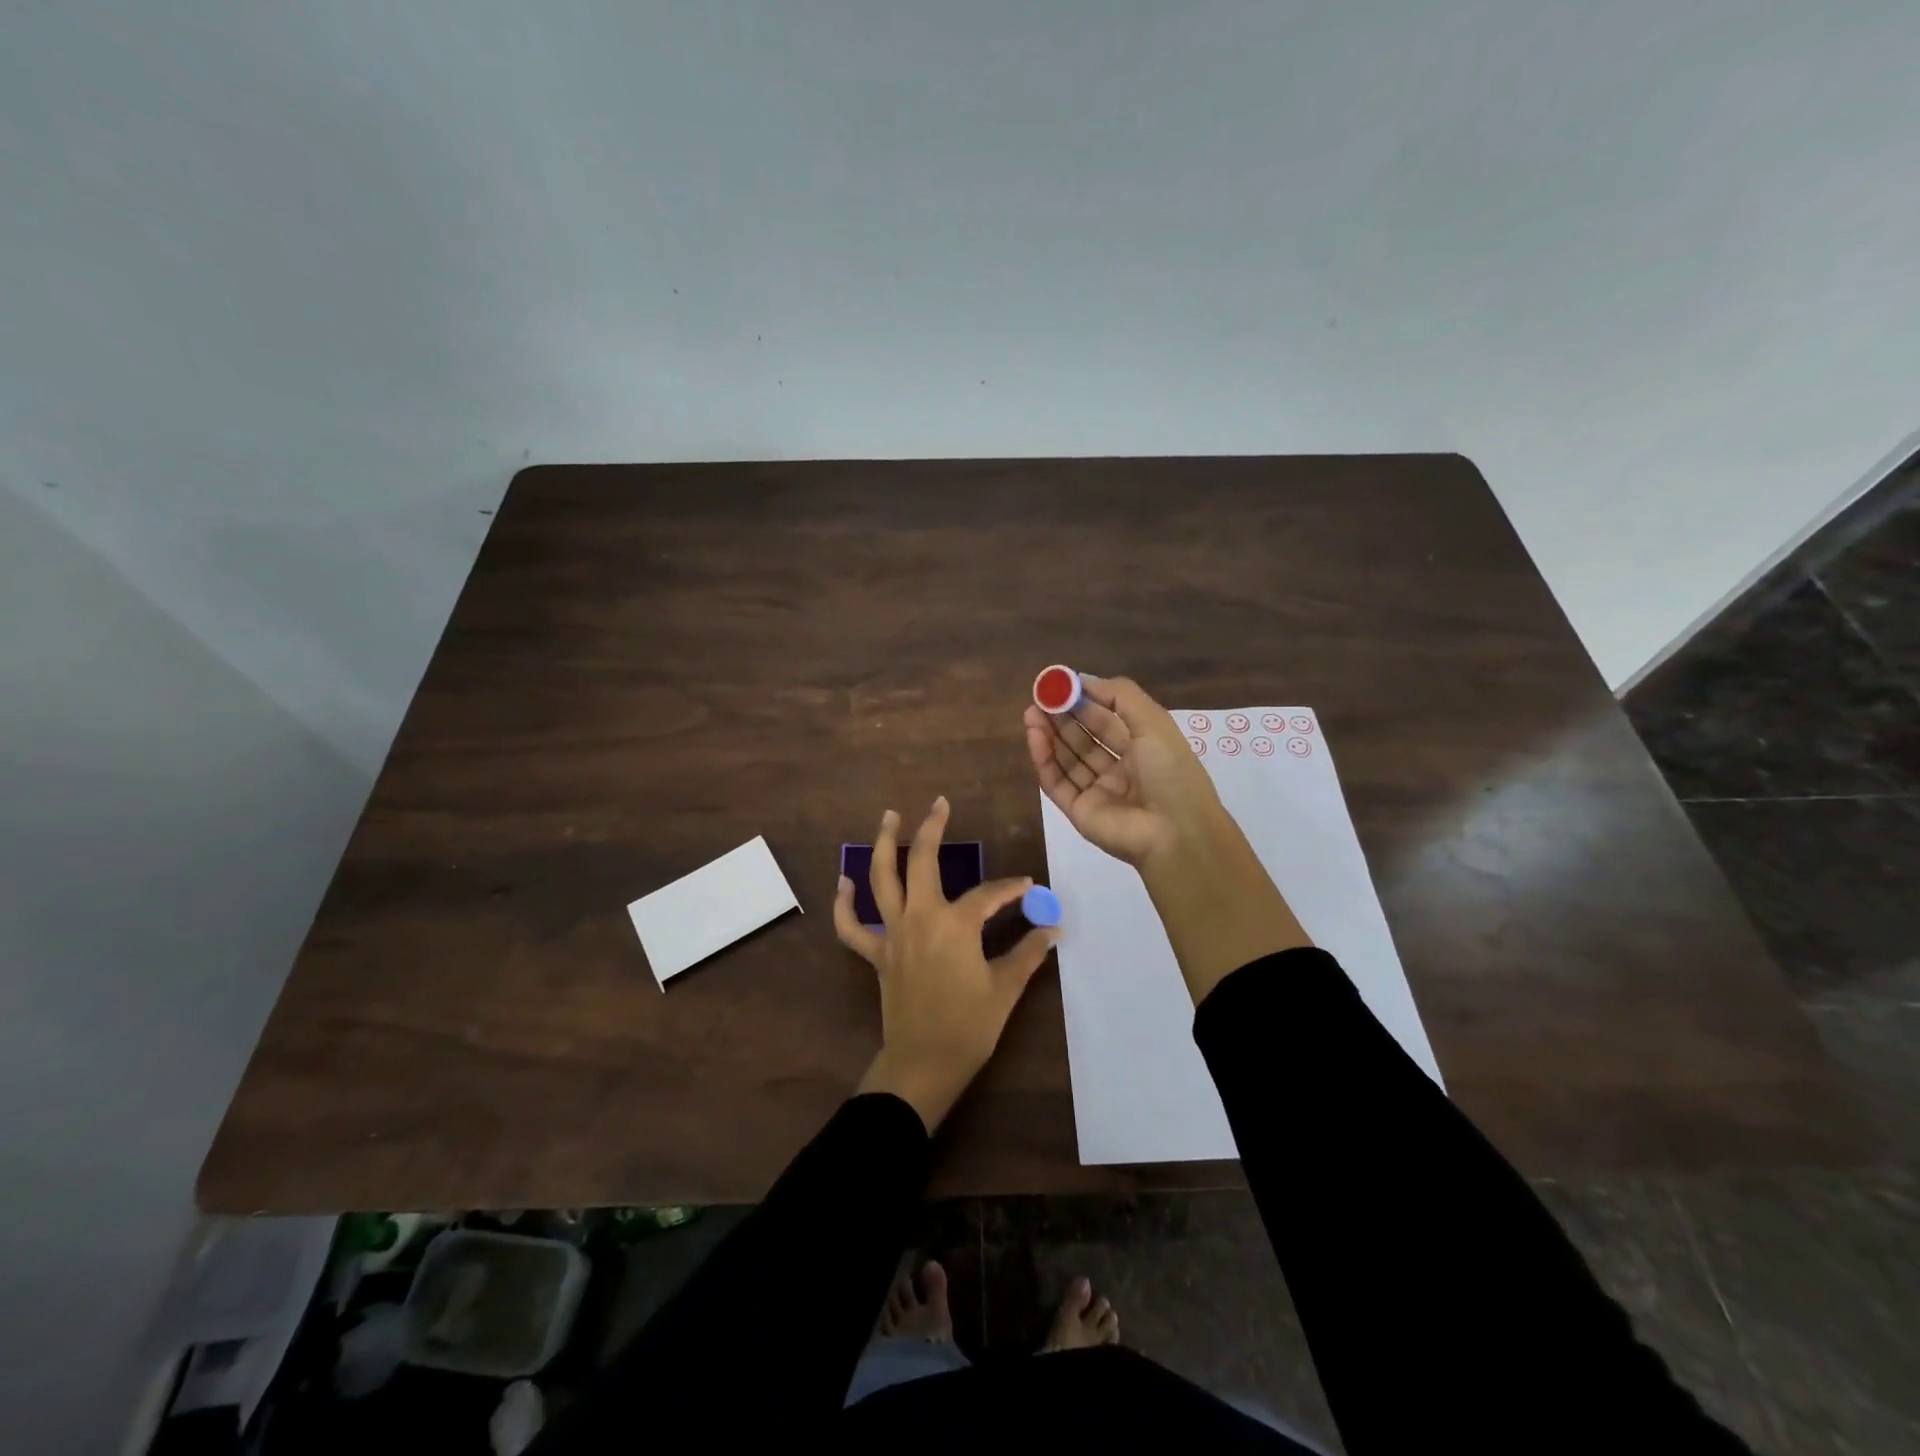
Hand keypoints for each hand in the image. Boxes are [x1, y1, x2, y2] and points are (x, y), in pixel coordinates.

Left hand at [833, 796, 1057, 1132]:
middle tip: (940, 803)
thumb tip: (1052, 930)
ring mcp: (893, 933)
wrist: (923, 1064)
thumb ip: (1028, 953)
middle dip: (933, 828)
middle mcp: (920, 917)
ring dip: (884, 844)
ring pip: (881, 879)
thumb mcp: (1005, 988)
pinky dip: (844, 903)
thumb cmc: (969, 1026)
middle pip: (923, 861)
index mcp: (955, 924)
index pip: (989, 894)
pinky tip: (845, 880)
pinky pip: (851, 925)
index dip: (1011, 888)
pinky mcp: (876, 953)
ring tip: (889, 817)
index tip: (1028, 887)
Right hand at [1023, 673, 1226, 867]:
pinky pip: (1057, 782)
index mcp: (1142, 748)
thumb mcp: (1154, 722)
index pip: (1106, 720)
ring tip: (1031, 713)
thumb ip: (1120, 696)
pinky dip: (1044, 759)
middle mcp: (1119, 769)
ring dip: (1049, 735)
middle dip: (1061, 717)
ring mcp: (1097, 791)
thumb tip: (1083, 679)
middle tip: (1039, 698)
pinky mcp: (1079, 811)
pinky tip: (1035, 737)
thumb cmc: (1170, 772)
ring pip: (1067, 759)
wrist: (1175, 833)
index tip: (1059, 684)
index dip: (1083, 701)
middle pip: (1083, 738)